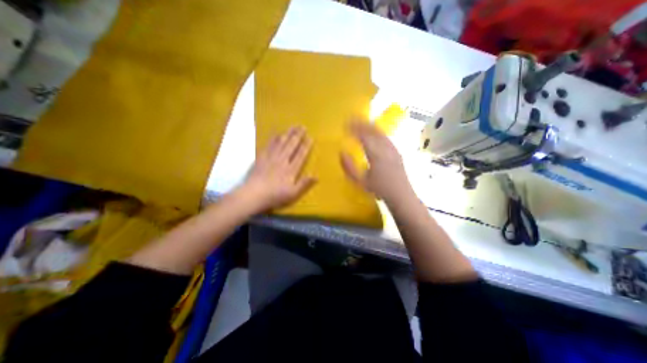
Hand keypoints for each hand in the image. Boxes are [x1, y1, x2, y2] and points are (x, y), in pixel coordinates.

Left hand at [238, 126, 317, 212]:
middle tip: (303, 126)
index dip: (306, 145)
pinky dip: (274, 138)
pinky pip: (269, 145)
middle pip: (291, 145)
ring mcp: (271, 157)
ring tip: (293, 126)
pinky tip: (277, 133)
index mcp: (291, 169)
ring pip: (281, 142)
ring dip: (288, 133)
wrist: (253, 194)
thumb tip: (316, 175)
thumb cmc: (275, 195)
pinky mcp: (261, 157)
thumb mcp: (293, 193)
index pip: (300, 155)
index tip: (310, 137)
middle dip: (298, 135)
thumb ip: (304, 183)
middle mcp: (282, 160)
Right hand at [341, 119, 411, 201]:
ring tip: (361, 123)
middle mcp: (385, 148)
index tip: (345, 124)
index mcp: (376, 154)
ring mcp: (393, 149)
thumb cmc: (379, 190)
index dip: (354, 128)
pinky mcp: (397, 152)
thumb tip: (342, 152)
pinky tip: (374, 134)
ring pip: (381, 132)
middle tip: (352, 119)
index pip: (364, 136)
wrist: (401, 195)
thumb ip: (349, 168)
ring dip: (370, 126)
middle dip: (362, 123)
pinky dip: (378, 132)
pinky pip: (386, 137)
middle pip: (373, 130)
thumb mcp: (361, 182)